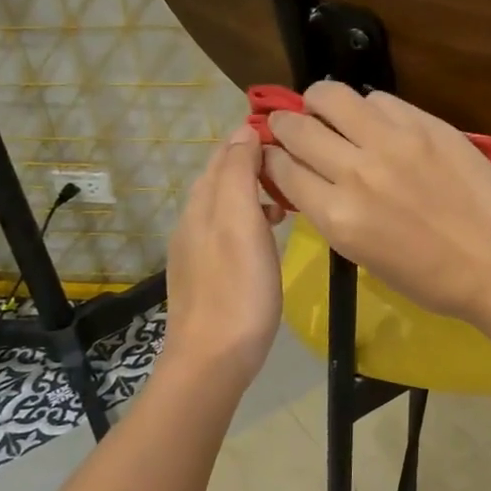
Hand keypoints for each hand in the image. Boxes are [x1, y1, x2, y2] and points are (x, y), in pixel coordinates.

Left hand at [160, 126, 283, 384]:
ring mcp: (196, 249)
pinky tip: (267, 235)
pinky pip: (227, 230)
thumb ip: (238, 175)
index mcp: (203, 203)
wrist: (212, 359)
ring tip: (287, 202)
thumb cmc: (238, 289)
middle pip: (222, 176)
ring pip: (225, 204)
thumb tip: (243, 132)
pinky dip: (249, 219)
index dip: (254, 138)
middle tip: (296, 168)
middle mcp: (193, 220)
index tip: (293, 137)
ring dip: (255, 192)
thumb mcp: (241, 223)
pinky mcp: (205, 274)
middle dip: (256, 164)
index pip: (225, 153)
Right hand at [264, 82, 490, 324]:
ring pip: (331, 96)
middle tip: (292, 126)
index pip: (282, 169)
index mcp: (337, 216)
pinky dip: (368, 107)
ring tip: (327, 109)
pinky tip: (376, 120)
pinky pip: (379, 99)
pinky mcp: (425, 124)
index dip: (272, 159)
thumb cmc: (430, 277)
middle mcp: (355, 172)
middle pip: (296, 128)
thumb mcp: (363, 256)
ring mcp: (392, 142)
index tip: (275, 154)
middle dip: (285, 125)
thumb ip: (331, 212)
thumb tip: (311, 179)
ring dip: (319, 102)